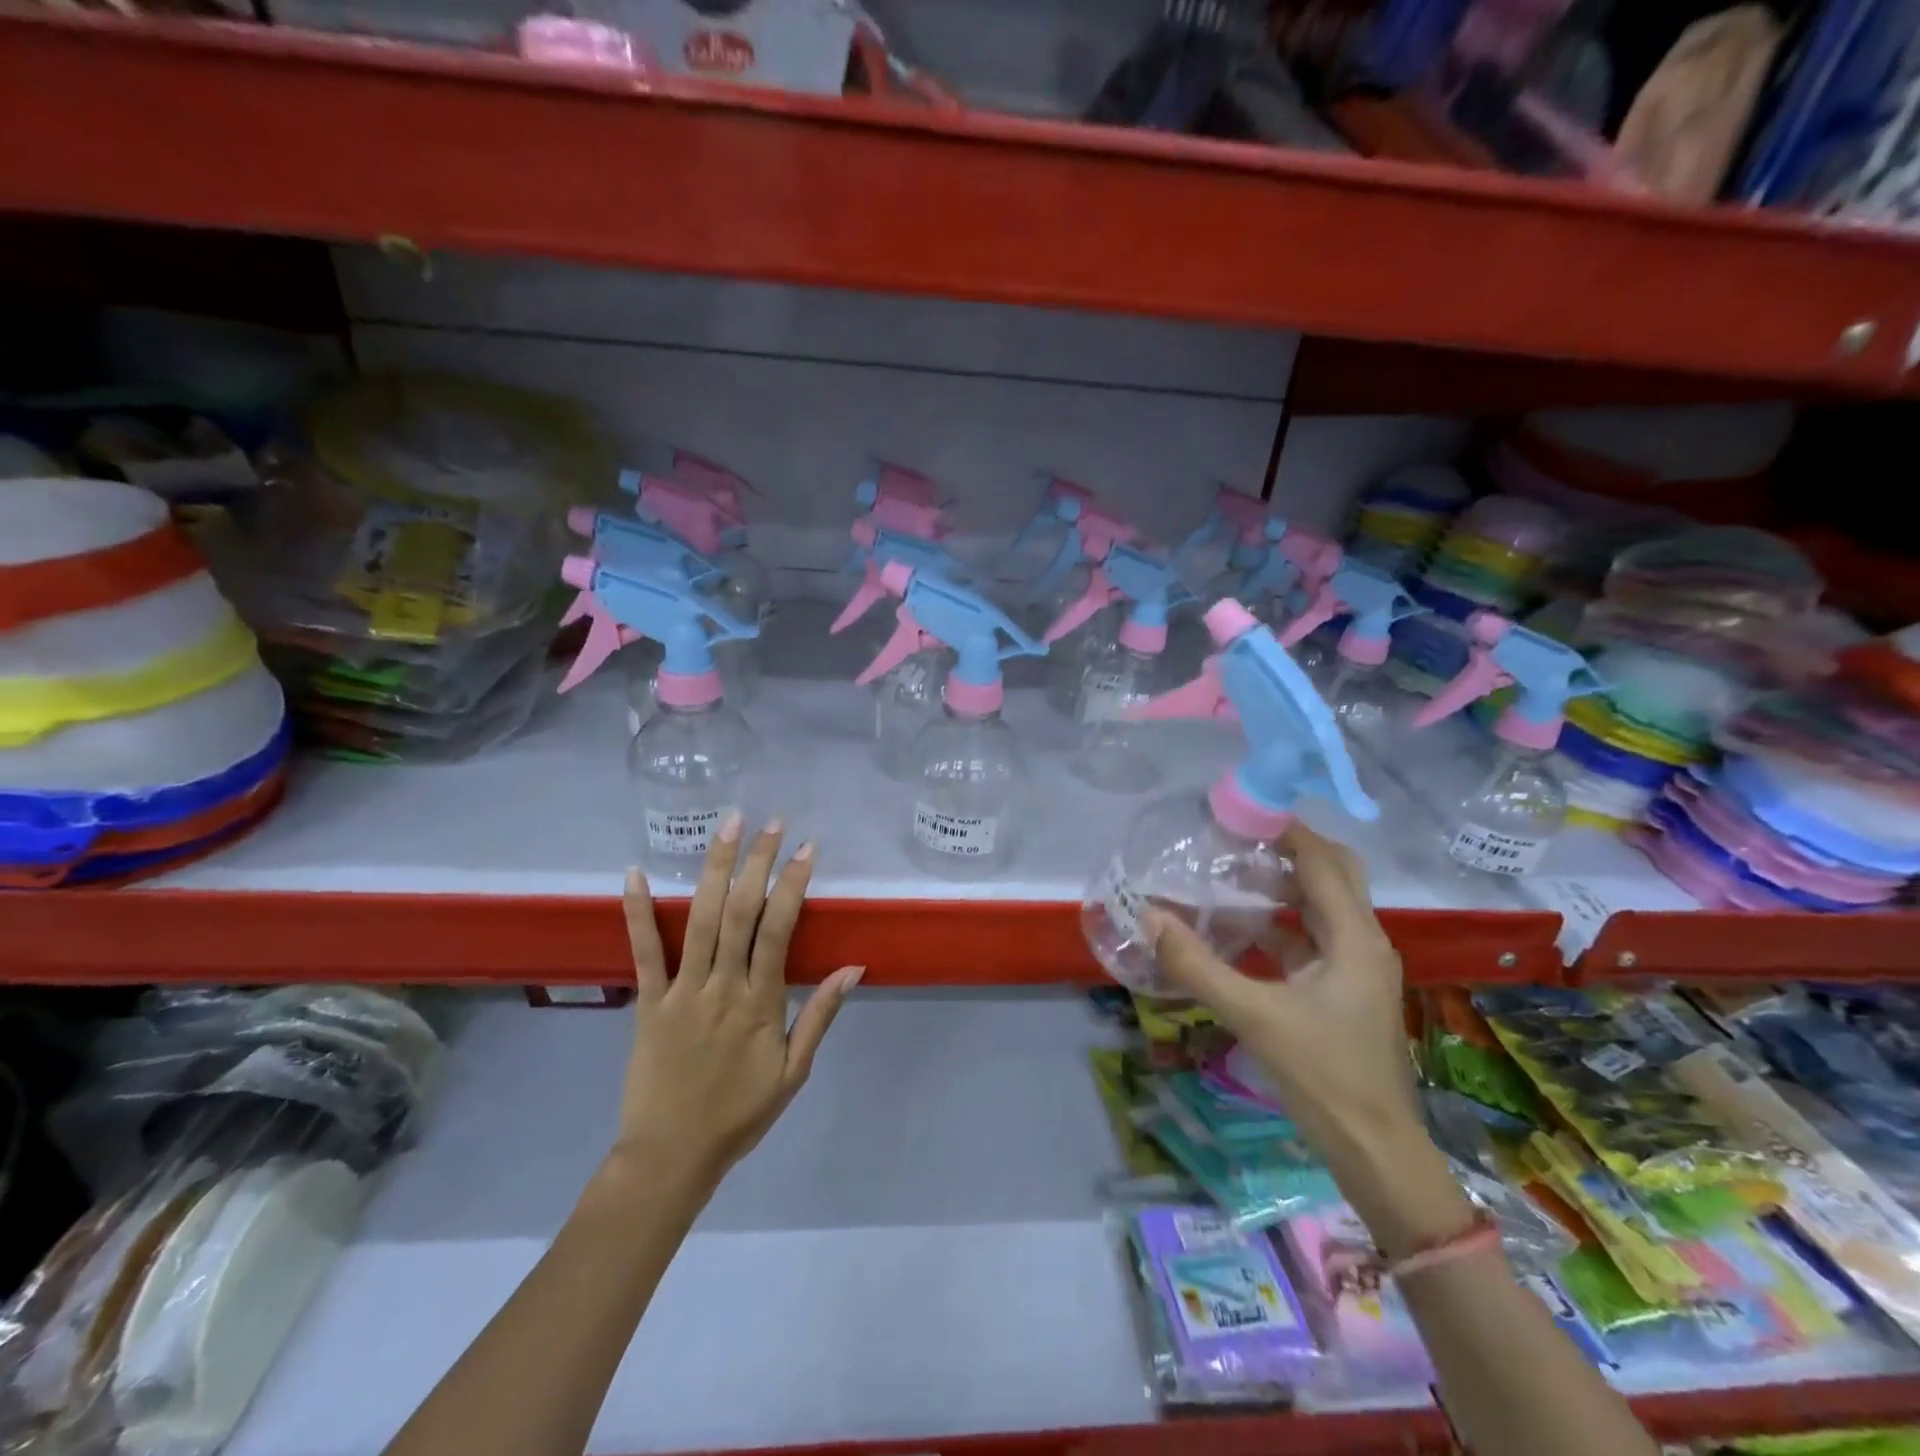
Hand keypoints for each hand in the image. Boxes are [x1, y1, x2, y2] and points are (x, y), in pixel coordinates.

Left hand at [612, 815, 861, 1189]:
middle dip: (757, 862)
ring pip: (698, 919)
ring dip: (713, 869)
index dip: (793, 885)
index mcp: (760, 1002)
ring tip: (727, 827)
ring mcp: (681, 991)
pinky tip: (634, 873)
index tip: (806, 849)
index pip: (778, 930)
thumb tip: (853, 968)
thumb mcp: (794, 1072)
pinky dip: (637, 911)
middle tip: (771, 823)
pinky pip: (643, 951)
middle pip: (740, 912)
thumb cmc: (739, 1114)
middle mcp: (722, 986)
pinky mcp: (647, 1002)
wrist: (671, 1156)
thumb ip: (820, 1015)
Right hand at [1143, 824, 1468, 1256]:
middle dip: (1289, 848)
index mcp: (1353, 937)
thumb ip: (1199, 966)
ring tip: (1234, 870)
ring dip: (1286, 882)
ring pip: (1324, 904)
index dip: (1284, 830)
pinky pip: (1314, 936)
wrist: (1376, 1150)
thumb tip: (1150, 917)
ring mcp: (1357, 967)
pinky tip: (1243, 928)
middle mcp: (1363, 941)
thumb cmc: (1324, 1076)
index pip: (1321, 860)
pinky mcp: (1345, 990)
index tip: (1239, 812)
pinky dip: (1283, 921)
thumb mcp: (1254, 1016)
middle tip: (1238, 837)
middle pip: (1333, 872)